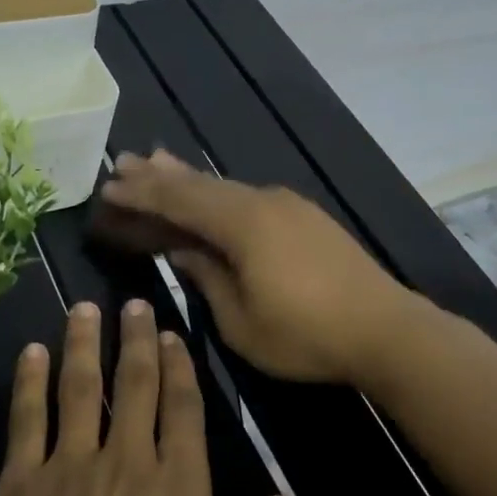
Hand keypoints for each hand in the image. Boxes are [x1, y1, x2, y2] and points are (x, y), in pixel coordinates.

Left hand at [0, 300, 300, 495]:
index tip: (173, 334)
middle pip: (132, 386)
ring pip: (77, 389)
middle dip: (135, 340)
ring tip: (83, 309)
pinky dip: (29, 383)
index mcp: (178, 488)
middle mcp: (125, 463)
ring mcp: (67, 471)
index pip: (183, 409)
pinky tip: (31, 354)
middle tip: (133, 302)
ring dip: (82, 345)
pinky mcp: (18, 490)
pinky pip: (26, 422)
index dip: (180, 368)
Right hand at [101, 150, 413, 383]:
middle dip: (159, 175)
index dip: (141, 195)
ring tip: (158, 161)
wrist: (387, 330)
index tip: (109, 187)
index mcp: (242, 224)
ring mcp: (289, 207)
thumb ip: (208, 278)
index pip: (179, 201)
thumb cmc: (306, 334)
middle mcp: (263, 202)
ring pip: (226, 187)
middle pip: (201, 185)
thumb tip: (184, 250)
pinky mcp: (307, 219)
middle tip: (124, 161)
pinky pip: (249, 198)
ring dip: (190, 178)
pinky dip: (220, 194)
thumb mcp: (241, 321)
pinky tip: (213, 195)